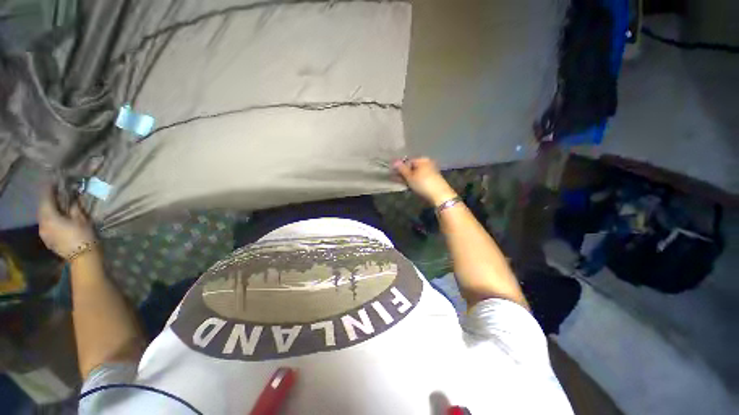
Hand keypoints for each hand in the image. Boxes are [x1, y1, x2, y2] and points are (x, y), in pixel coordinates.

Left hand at [38, 186, 96, 258]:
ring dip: (48, 209)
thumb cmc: (83, 235)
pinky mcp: (47, 239)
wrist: (83, 257)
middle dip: (48, 200)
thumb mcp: (82, 219)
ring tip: (57, 205)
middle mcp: (42, 223)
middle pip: (42, 208)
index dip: (49, 189)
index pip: (46, 198)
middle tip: (55, 193)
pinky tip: (57, 218)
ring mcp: (44, 233)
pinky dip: (50, 218)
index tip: (54, 181)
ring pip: (43, 217)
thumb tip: (72, 198)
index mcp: (49, 217)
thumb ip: (74, 207)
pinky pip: (46, 225)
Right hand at [393, 157, 457, 205]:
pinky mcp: (433, 179)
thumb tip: (394, 161)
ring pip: (416, 173)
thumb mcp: (410, 177)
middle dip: (404, 173)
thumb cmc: (423, 184)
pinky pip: (421, 178)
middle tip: (396, 180)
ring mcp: (431, 171)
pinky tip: (411, 186)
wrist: (440, 195)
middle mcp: (427, 163)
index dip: (400, 167)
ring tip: (402, 184)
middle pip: (412, 167)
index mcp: (422, 159)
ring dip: (409, 178)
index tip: (394, 174)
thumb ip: (401, 169)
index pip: (407, 161)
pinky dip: (415, 181)